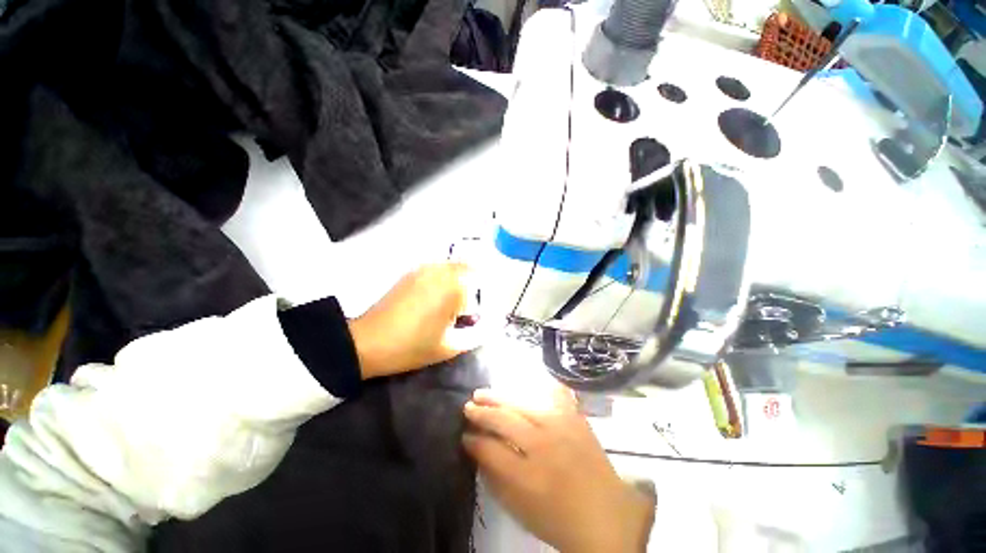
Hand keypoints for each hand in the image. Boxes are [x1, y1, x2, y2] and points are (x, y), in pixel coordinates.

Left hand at [348, 263, 478, 378]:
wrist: (367, 342)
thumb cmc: (412, 347)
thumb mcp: (450, 347)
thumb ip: (475, 335)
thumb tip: (489, 325)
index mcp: (455, 288)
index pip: (481, 287)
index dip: (480, 303)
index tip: (474, 316)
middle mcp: (442, 272)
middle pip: (469, 268)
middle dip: (473, 285)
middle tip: (467, 307)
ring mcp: (425, 269)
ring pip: (453, 266)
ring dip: (459, 279)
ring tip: (452, 302)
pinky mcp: (412, 273)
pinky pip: (437, 268)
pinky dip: (444, 277)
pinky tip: (436, 297)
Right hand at [463, 387, 654, 552]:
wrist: (608, 516)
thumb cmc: (558, 519)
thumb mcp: (519, 510)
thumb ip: (494, 478)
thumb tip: (476, 449)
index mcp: (528, 476)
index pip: (490, 448)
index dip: (473, 440)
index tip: (464, 435)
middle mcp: (543, 445)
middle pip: (505, 420)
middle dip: (482, 413)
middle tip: (468, 407)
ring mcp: (561, 427)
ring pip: (523, 403)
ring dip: (499, 397)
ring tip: (483, 393)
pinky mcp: (574, 418)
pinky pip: (552, 394)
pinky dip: (535, 387)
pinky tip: (521, 384)